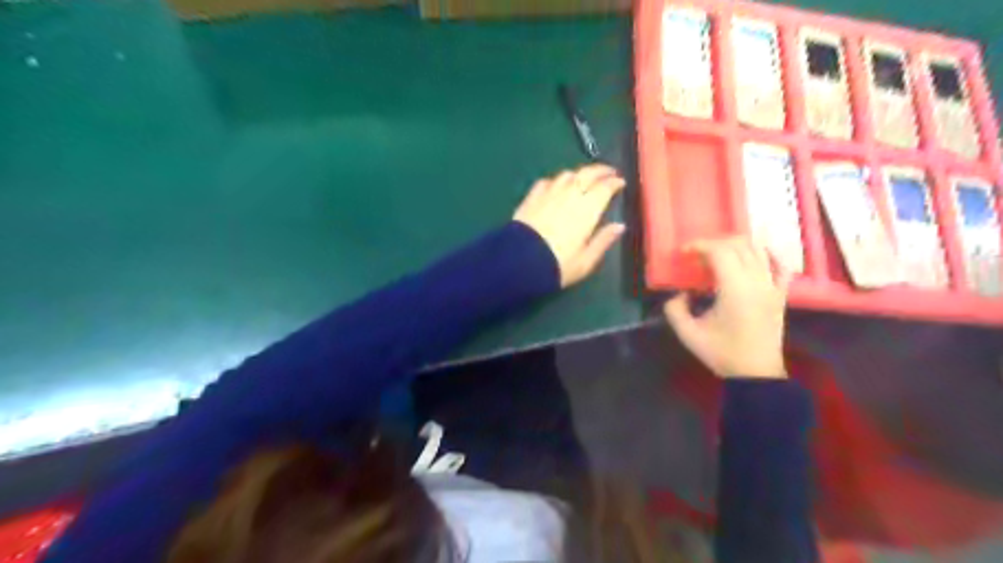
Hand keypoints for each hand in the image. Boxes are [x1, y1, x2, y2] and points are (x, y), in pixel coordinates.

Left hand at [516, 163, 625, 285]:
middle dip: (600, 170)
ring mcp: (549, 193)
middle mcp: (570, 195)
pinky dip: (556, 181)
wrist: (519, 262)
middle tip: (609, 172)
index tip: (621, 182)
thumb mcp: (586, 260)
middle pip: (587, 173)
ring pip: (567, 174)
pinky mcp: (531, 197)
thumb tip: (620, 226)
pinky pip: (546, 182)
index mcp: (588, 209)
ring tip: (584, 179)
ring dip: (579, 174)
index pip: (605, 187)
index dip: (615, 182)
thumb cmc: (558, 264)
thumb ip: (603, 240)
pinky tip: (556, 186)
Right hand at [663, 235, 796, 380]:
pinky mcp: (781, 294)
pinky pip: (779, 264)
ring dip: (736, 245)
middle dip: (714, 243)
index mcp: (735, 290)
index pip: (720, 251)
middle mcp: (757, 282)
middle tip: (697, 254)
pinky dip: (766, 254)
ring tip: (718, 255)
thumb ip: (675, 310)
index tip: (684, 252)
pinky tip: (752, 256)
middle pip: (738, 245)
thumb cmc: (722, 353)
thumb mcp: (689, 334)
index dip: (699, 246)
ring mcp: (773, 286)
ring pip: (758, 249)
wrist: (756, 373)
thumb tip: (679, 294)